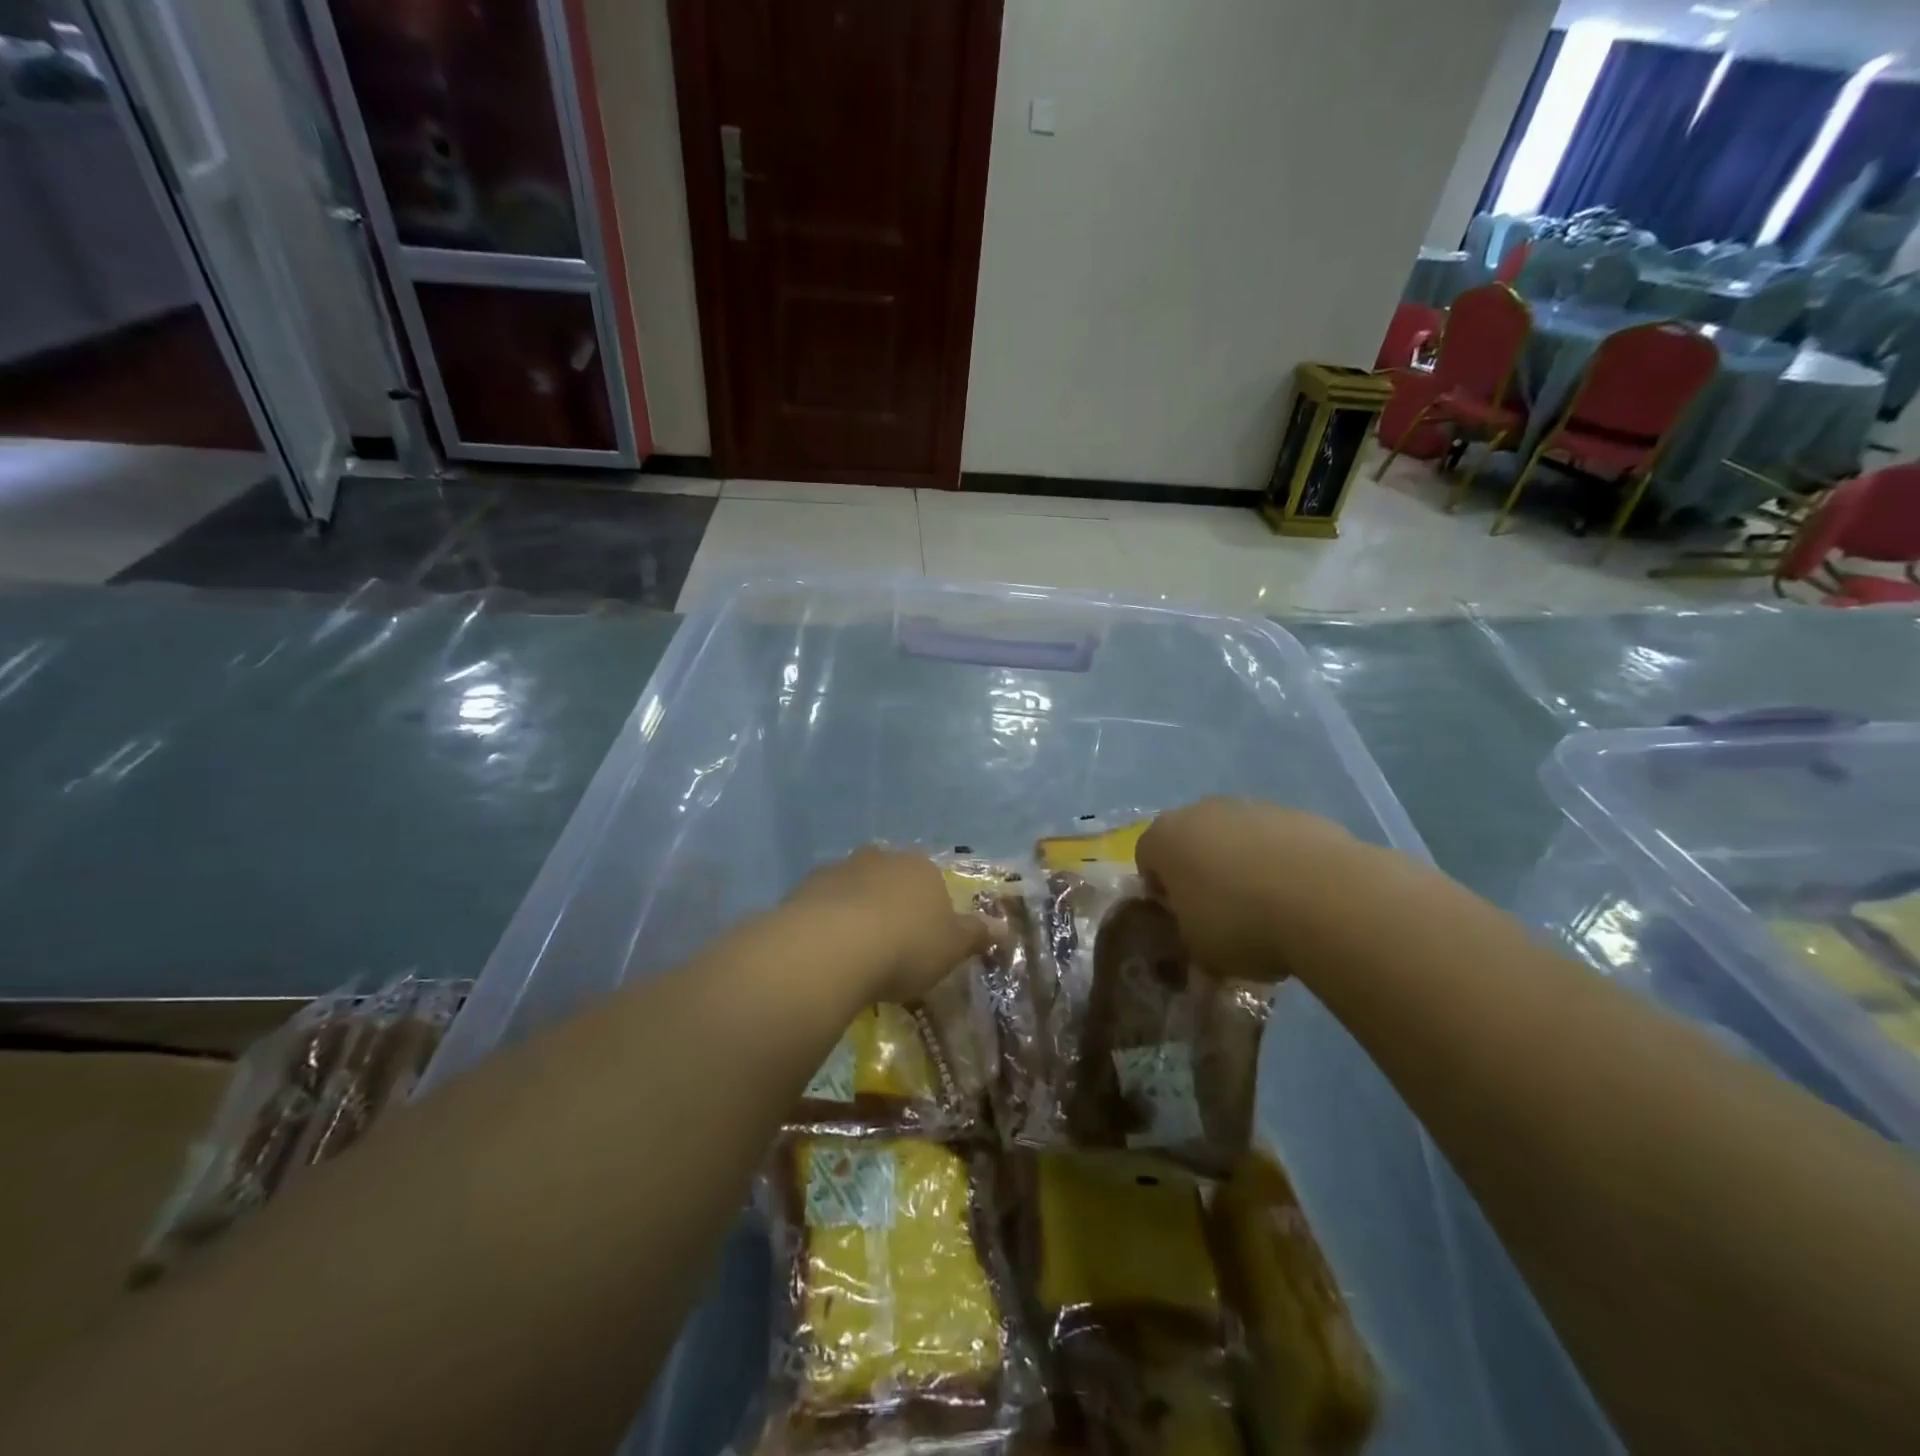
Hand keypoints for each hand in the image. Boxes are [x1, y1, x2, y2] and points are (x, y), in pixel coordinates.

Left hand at [783, 847, 992, 1003]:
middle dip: (892, 905)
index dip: (931, 912)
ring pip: (855, 888)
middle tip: (890, 946)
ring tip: (854, 953)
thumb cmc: (905, 946)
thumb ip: (976, 935)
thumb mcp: (951, 948)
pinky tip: (826, 951)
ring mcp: (840, 869)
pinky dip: (827, 922)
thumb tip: (1005, 927)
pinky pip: (823, 905)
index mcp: (922, 868)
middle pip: (892, 880)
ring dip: (857, 911)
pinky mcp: (805, 887)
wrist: (833, 947)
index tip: (925, 943)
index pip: (934, 883)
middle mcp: (882, 859)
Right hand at [1136, 798, 1364, 982]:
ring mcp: (1252, 807)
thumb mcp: (1201, 953)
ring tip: (1269, 911)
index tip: (1182, 922)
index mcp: (1165, 837)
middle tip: (1222, 916)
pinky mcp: (1298, 815)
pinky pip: (1278, 842)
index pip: (1146, 859)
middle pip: (1192, 842)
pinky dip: (1283, 864)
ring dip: (1244, 867)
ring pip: (1237, 839)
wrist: (1325, 898)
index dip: (1161, 893)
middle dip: (1202, 874)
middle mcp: (1202, 811)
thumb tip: (1198, 960)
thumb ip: (1190, 947)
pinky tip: (1302, 900)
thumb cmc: (1239, 923)